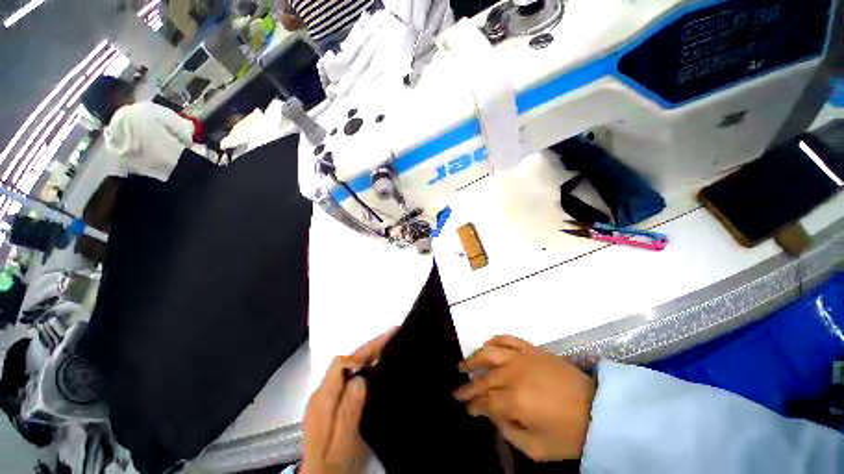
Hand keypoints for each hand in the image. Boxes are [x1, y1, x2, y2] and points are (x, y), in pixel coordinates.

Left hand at [301, 329, 394, 473]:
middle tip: (393, 336)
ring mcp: (325, 397)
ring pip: (347, 366)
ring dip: (367, 355)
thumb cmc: (332, 465)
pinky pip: (349, 376)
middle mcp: (322, 393)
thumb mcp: (342, 442)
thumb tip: (360, 378)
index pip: (343, 362)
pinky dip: (363, 366)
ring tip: (388, 347)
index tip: (388, 339)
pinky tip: (374, 369)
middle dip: (369, 347)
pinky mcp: (330, 403)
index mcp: (323, 399)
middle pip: (345, 360)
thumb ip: (348, 411)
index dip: (365, 349)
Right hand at [453, 335, 596, 461]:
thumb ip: (508, 432)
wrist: (597, 409)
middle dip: (467, 386)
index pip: (483, 401)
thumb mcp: (537, 448)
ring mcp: (521, 358)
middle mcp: (512, 374)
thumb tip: (492, 416)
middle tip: (456, 390)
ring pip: (488, 353)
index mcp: (513, 401)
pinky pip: (507, 339)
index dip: (472, 405)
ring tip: (463, 364)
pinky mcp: (530, 349)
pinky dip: (494, 340)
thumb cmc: (568, 434)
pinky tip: (486, 345)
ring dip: (473, 358)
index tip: (466, 408)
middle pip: (483, 378)